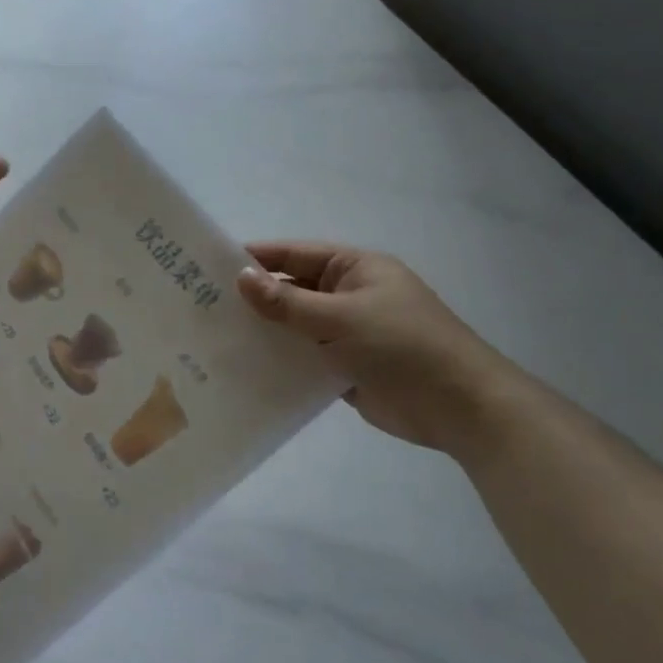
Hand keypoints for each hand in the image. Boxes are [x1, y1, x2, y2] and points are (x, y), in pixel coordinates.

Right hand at [237, 243, 522, 452]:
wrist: (460, 407)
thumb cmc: (403, 346)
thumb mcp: (341, 318)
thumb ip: (288, 302)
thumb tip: (241, 278)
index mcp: (354, 269)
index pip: (295, 255)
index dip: (257, 258)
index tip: (210, 265)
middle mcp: (347, 295)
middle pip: (292, 290)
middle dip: (254, 298)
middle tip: (202, 305)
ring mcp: (346, 333)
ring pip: (294, 326)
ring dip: (264, 331)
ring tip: (214, 337)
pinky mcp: (344, 367)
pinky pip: (303, 357)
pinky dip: (279, 360)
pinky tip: (243, 367)